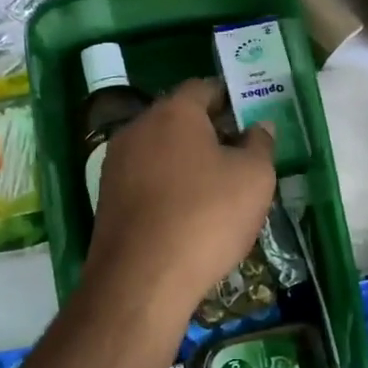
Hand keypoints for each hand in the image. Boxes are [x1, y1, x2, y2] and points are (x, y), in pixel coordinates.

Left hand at [85, 80, 275, 313]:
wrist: (141, 279)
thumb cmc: (206, 217)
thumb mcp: (254, 178)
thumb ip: (260, 144)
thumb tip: (258, 126)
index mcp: (173, 112)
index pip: (203, 87)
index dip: (230, 99)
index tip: (250, 117)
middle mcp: (137, 129)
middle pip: (178, 119)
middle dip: (208, 132)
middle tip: (239, 156)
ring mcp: (115, 164)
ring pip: (159, 151)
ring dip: (186, 162)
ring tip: (216, 189)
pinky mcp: (107, 199)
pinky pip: (145, 180)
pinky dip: (166, 187)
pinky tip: (186, 214)